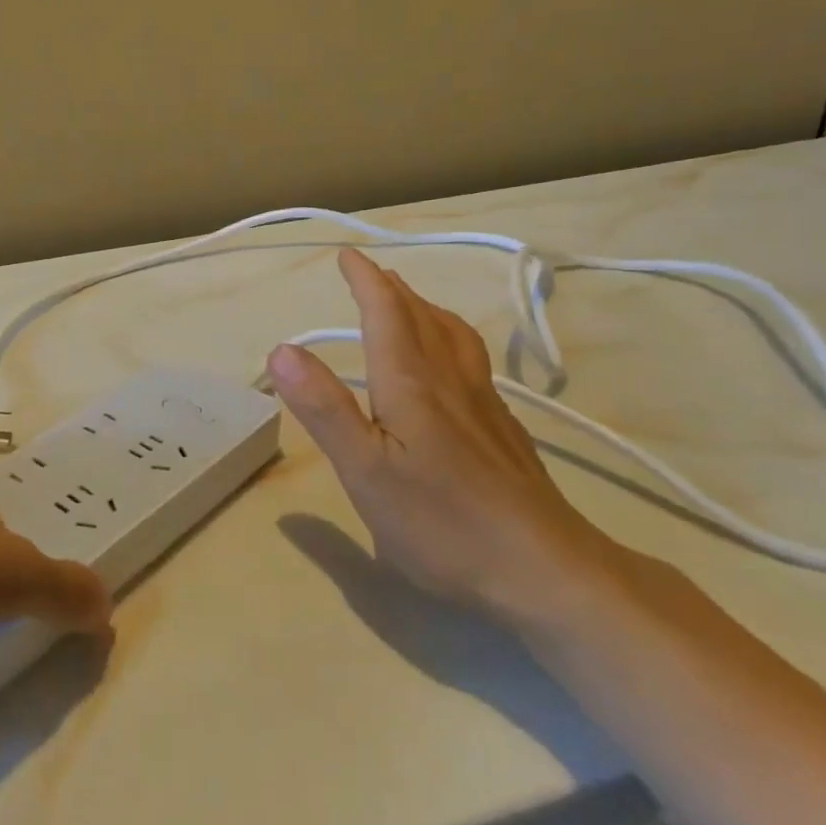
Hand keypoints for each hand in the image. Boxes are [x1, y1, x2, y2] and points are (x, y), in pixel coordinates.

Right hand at [266, 248, 620, 622]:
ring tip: (410, 302)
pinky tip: (452, 365)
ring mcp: (485, 405)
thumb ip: (324, 408)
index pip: (386, 314)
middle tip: (371, 272)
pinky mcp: (504, 431)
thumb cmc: (441, 522)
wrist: (543, 569)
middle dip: (392, 289)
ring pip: (454, 336)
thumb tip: (282, 350)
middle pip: (421, 318)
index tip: (348, 255)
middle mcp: (450, 381)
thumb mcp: (364, 470)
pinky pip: (473, 361)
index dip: (365, 281)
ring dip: (426, 308)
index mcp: (411, 384)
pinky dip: (451, 339)